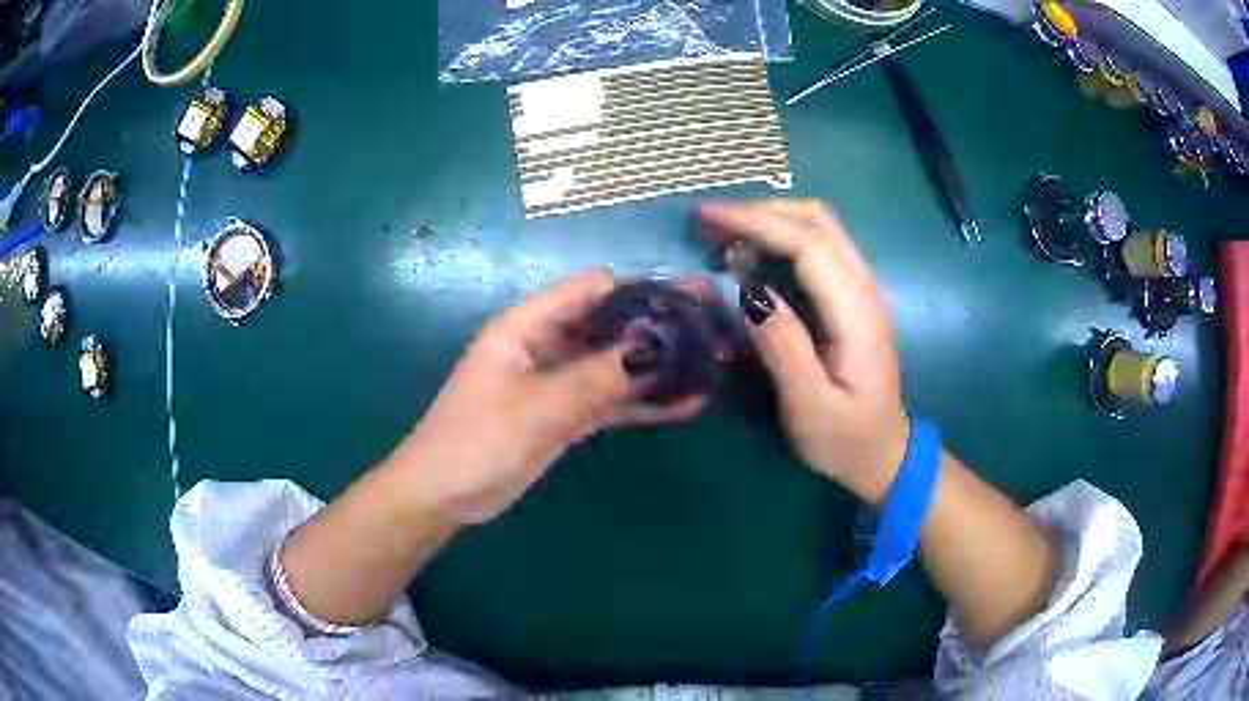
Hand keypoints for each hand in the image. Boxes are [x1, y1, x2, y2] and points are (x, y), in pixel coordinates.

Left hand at [395, 272, 703, 524]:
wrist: (444, 497)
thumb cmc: (475, 443)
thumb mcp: (536, 408)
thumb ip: (595, 378)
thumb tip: (657, 348)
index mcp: (527, 327)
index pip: (591, 290)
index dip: (640, 288)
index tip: (689, 297)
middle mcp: (546, 346)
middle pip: (609, 325)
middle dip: (659, 327)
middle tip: (714, 329)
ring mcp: (558, 382)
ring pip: (615, 364)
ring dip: (657, 366)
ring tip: (711, 364)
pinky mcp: (565, 415)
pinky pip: (610, 401)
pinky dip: (643, 402)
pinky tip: (686, 404)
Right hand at [699, 199, 908, 504]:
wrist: (883, 455)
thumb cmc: (845, 439)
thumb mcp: (810, 407)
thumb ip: (784, 348)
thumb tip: (751, 293)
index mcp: (857, 314)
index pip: (809, 244)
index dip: (757, 221)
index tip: (707, 217)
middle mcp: (863, 290)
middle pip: (818, 221)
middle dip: (761, 210)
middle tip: (709, 223)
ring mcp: (859, 292)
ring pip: (819, 229)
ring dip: (770, 220)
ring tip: (722, 236)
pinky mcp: (848, 300)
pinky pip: (816, 250)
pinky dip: (779, 238)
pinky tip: (751, 256)